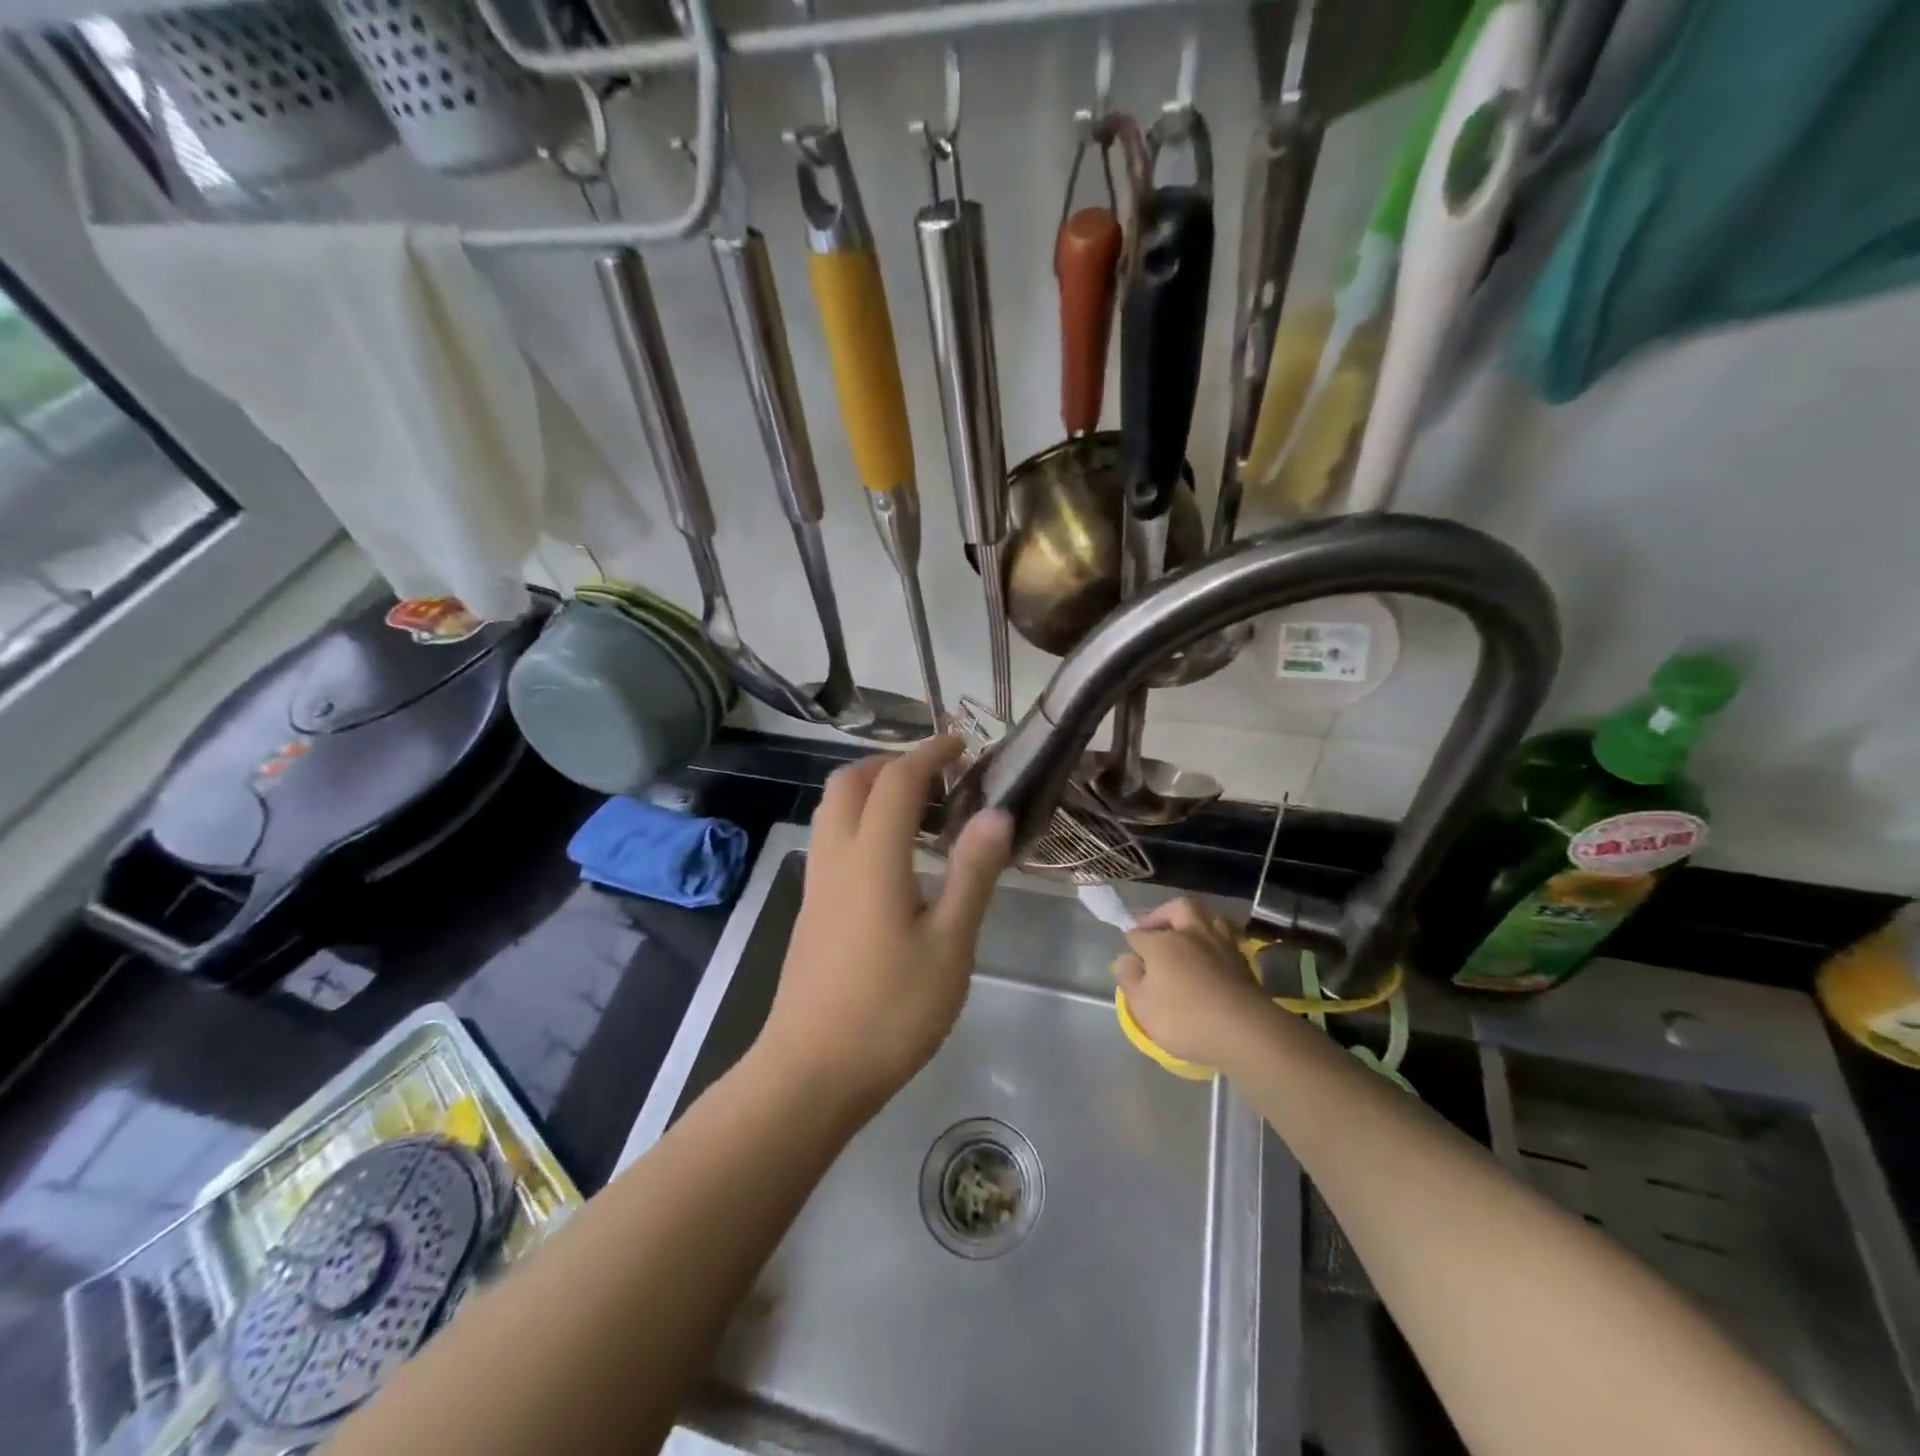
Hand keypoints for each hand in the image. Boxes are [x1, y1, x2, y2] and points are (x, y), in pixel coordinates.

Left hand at [759, 736, 1013, 1112]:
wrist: (811, 1072)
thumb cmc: (891, 1011)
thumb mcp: (950, 944)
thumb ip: (972, 873)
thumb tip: (996, 812)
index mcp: (872, 857)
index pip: (897, 780)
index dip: (929, 753)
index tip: (962, 745)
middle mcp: (836, 856)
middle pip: (850, 781)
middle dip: (892, 763)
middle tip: (938, 775)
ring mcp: (817, 882)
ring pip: (834, 808)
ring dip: (872, 790)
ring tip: (921, 811)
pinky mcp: (811, 907)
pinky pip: (832, 838)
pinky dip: (861, 820)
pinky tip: (894, 858)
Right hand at [1110, 898, 1272, 1067]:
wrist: (1244, 1031)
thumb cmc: (1184, 1018)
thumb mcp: (1142, 1005)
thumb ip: (1129, 979)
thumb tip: (1124, 959)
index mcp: (1162, 942)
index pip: (1139, 934)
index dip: (1132, 944)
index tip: (1130, 958)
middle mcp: (1190, 934)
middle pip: (1177, 908)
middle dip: (1163, 914)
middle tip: (1155, 930)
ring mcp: (1220, 944)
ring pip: (1208, 917)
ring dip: (1195, 923)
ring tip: (1188, 937)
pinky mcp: (1243, 961)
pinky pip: (1227, 938)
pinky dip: (1216, 941)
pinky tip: (1213, 956)